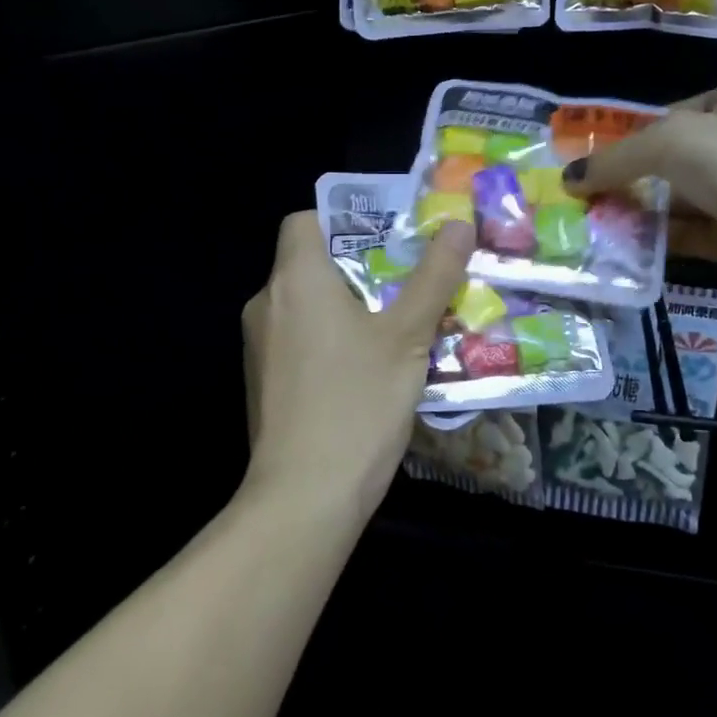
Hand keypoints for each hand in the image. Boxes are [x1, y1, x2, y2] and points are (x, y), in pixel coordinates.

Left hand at [242, 211, 475, 520]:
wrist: (304, 496)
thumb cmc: (357, 402)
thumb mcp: (407, 336)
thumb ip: (433, 276)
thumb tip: (458, 223)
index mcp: (295, 279)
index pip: (304, 220)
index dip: (344, 221)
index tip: (387, 240)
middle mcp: (266, 303)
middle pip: (309, 263)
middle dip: (359, 268)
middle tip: (408, 283)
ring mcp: (258, 346)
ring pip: (305, 306)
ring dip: (346, 307)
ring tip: (397, 327)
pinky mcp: (262, 381)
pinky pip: (297, 340)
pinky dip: (328, 341)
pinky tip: (366, 371)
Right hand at [564, 81, 716, 307]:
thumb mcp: (671, 142)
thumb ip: (617, 158)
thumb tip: (569, 178)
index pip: (671, 115)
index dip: (629, 136)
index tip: (590, 161)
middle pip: (669, 162)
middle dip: (626, 179)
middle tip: (579, 198)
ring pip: (676, 203)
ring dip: (635, 213)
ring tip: (586, 225)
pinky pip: (686, 238)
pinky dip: (654, 243)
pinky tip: (617, 249)